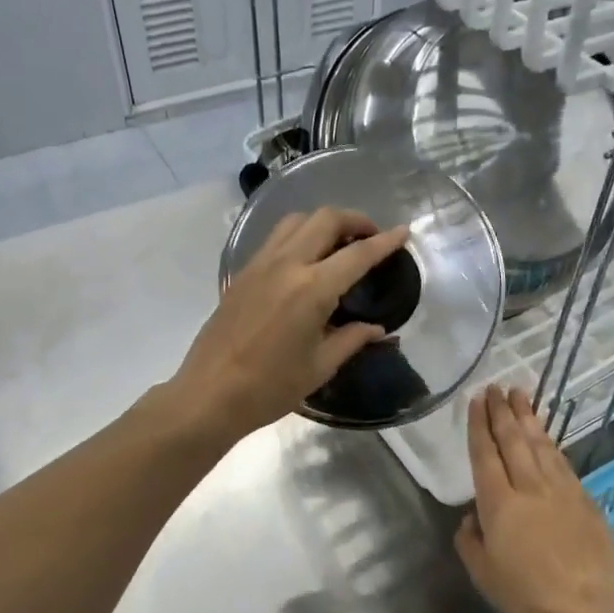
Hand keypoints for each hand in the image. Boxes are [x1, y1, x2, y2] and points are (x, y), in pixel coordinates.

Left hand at [175, 208, 411, 440]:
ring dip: (323, 222)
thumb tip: (377, 329)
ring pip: (296, 220)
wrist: (210, 394)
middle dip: (354, 220)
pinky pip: (275, 238)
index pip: (358, 254)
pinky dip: (298, 234)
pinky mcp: (242, 273)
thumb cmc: (270, 387)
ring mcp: (259, 265)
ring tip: (338, 242)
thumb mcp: (320, 366)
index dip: (385, 241)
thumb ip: (352, 339)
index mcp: (312, 289)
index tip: (403, 232)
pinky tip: (305, 259)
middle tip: (370, 236)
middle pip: (325, 219)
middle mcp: (286, 265)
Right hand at [455, 386, 613, 612]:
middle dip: (503, 411)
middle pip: (514, 440)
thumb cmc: (527, 595)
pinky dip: (551, 444)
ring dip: (529, 418)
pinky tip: (547, 437)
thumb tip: (472, 519)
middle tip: (497, 387)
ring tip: (521, 396)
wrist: (589, 609)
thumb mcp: (483, 574)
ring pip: (541, 445)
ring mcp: (561, 491)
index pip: (485, 454)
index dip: (480, 425)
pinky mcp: (585, 500)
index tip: (477, 399)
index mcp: (499, 503)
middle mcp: (529, 487)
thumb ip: (470, 541)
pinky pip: (562, 462)